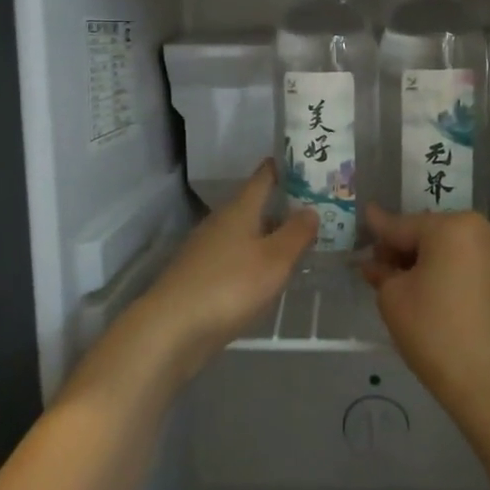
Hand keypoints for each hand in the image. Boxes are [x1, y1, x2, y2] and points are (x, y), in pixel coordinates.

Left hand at [129, 161, 315, 382]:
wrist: (172, 328)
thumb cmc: (229, 286)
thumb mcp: (274, 259)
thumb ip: (296, 233)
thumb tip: (311, 209)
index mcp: (239, 210)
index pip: (263, 177)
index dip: (284, 167)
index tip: (306, 161)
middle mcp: (220, 223)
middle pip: (255, 206)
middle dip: (283, 206)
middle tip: (317, 208)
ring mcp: (207, 250)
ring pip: (245, 233)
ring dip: (270, 235)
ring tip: (299, 242)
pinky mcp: (200, 277)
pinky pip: (236, 258)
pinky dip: (255, 259)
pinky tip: (268, 275)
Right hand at [361, 205, 489, 432]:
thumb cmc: (435, 332)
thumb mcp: (393, 298)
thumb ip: (382, 271)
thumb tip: (377, 263)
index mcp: (454, 226)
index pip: (403, 225)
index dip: (379, 227)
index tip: (365, 215)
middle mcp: (484, 230)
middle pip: (431, 233)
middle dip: (404, 248)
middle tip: (379, 268)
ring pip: (452, 249)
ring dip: (427, 261)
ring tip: (403, 284)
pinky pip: (470, 265)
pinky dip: (450, 272)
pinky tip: (432, 293)